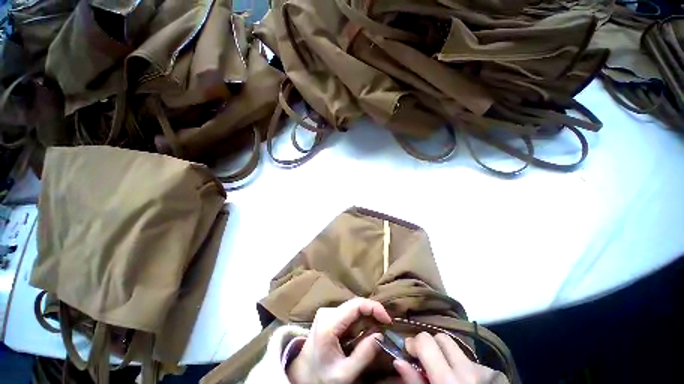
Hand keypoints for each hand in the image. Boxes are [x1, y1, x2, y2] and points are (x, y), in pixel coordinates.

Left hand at [287, 297, 391, 383]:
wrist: (302, 376)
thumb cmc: (321, 377)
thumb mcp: (345, 373)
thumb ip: (364, 354)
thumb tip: (381, 334)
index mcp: (329, 323)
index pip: (356, 305)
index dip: (374, 307)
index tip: (388, 320)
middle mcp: (327, 312)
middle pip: (355, 304)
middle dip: (372, 313)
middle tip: (386, 326)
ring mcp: (327, 312)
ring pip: (353, 308)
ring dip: (366, 317)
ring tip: (377, 330)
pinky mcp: (328, 316)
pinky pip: (348, 313)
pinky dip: (359, 320)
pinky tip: (365, 331)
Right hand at [394, 332, 504, 383]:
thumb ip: (414, 382)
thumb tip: (398, 360)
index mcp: (448, 380)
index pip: (426, 340)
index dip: (414, 342)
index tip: (410, 352)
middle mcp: (466, 370)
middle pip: (442, 338)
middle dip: (431, 344)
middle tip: (426, 360)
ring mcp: (483, 370)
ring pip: (456, 347)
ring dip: (446, 355)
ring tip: (446, 373)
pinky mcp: (494, 373)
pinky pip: (470, 359)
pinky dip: (461, 365)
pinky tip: (463, 381)